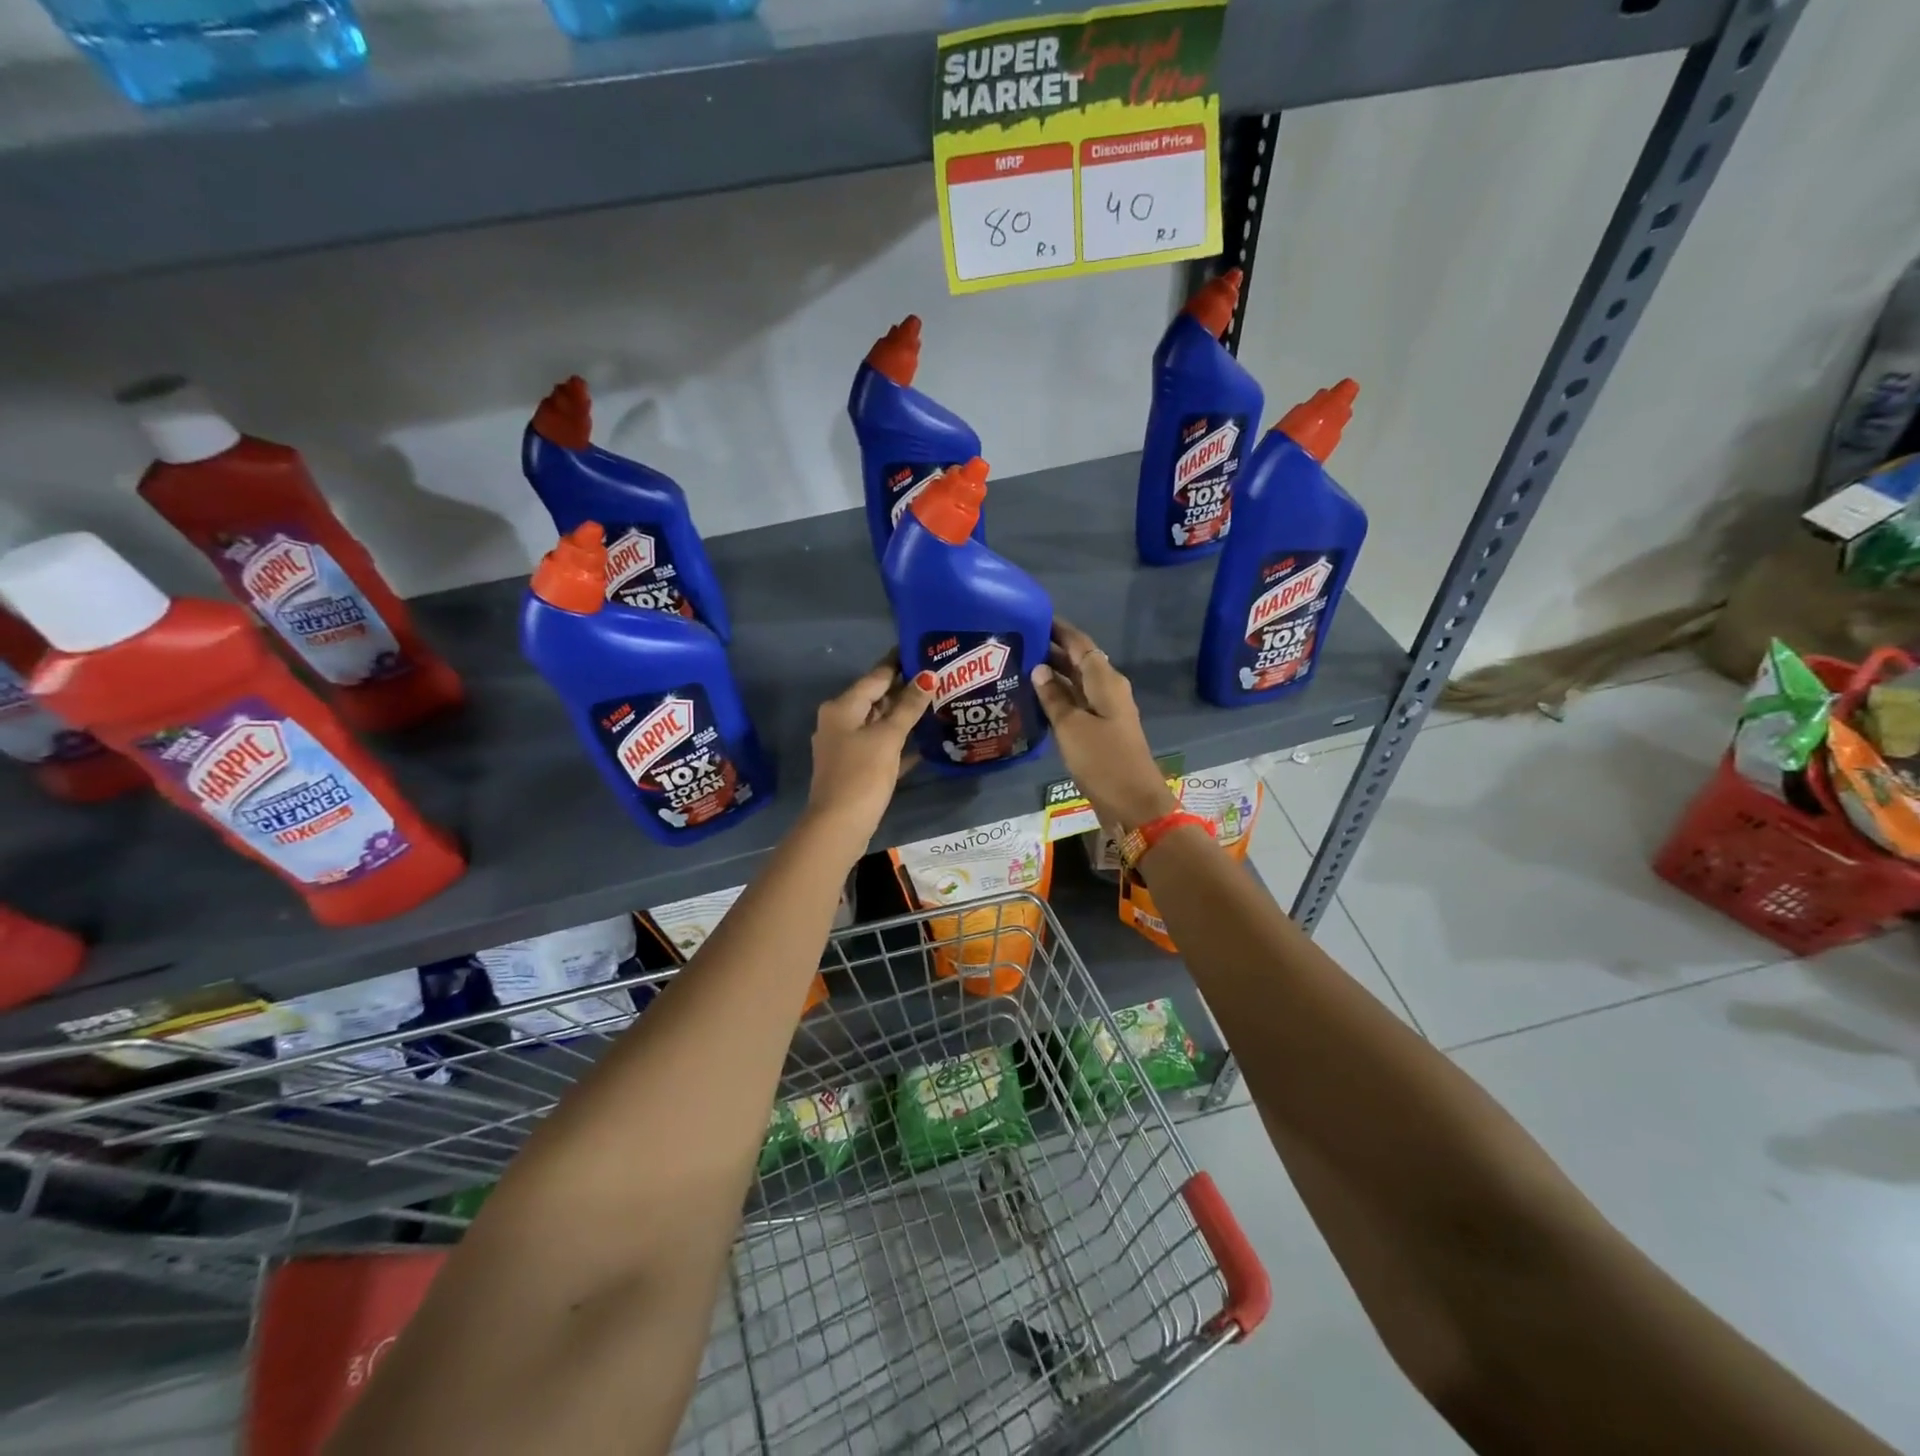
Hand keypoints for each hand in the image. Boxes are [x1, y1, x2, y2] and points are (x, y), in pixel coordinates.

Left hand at [805, 656, 934, 846]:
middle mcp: (839, 722)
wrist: (839, 825)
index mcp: (842, 707)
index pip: (875, 677)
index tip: (922, 650)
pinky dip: (899, 743)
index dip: (898, 663)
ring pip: (879, 724)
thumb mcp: (888, 737)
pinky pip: (881, 747)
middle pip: (876, 699)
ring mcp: (846, 747)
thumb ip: (908, 707)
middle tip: (939, 678)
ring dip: (904, 717)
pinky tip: (924, 743)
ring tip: (937, 705)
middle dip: (905, 690)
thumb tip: (927, 676)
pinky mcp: (855, 769)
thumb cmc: (862, 774)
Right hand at [1031, 622, 1180, 831]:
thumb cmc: (1103, 760)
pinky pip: (1076, 704)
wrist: (1132, 803)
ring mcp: (1105, 711)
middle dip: (1050, 650)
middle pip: (1078, 661)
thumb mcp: (1071, 727)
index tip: (1032, 617)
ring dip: (1052, 675)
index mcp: (1105, 680)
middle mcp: (1107, 689)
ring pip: (1075, 683)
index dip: (1058, 629)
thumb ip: (1053, 697)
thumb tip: (1039, 668)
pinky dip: (1057, 698)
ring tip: (1018, 668)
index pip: (1080, 643)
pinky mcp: (1100, 731)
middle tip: (1016, 644)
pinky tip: (1034, 700)